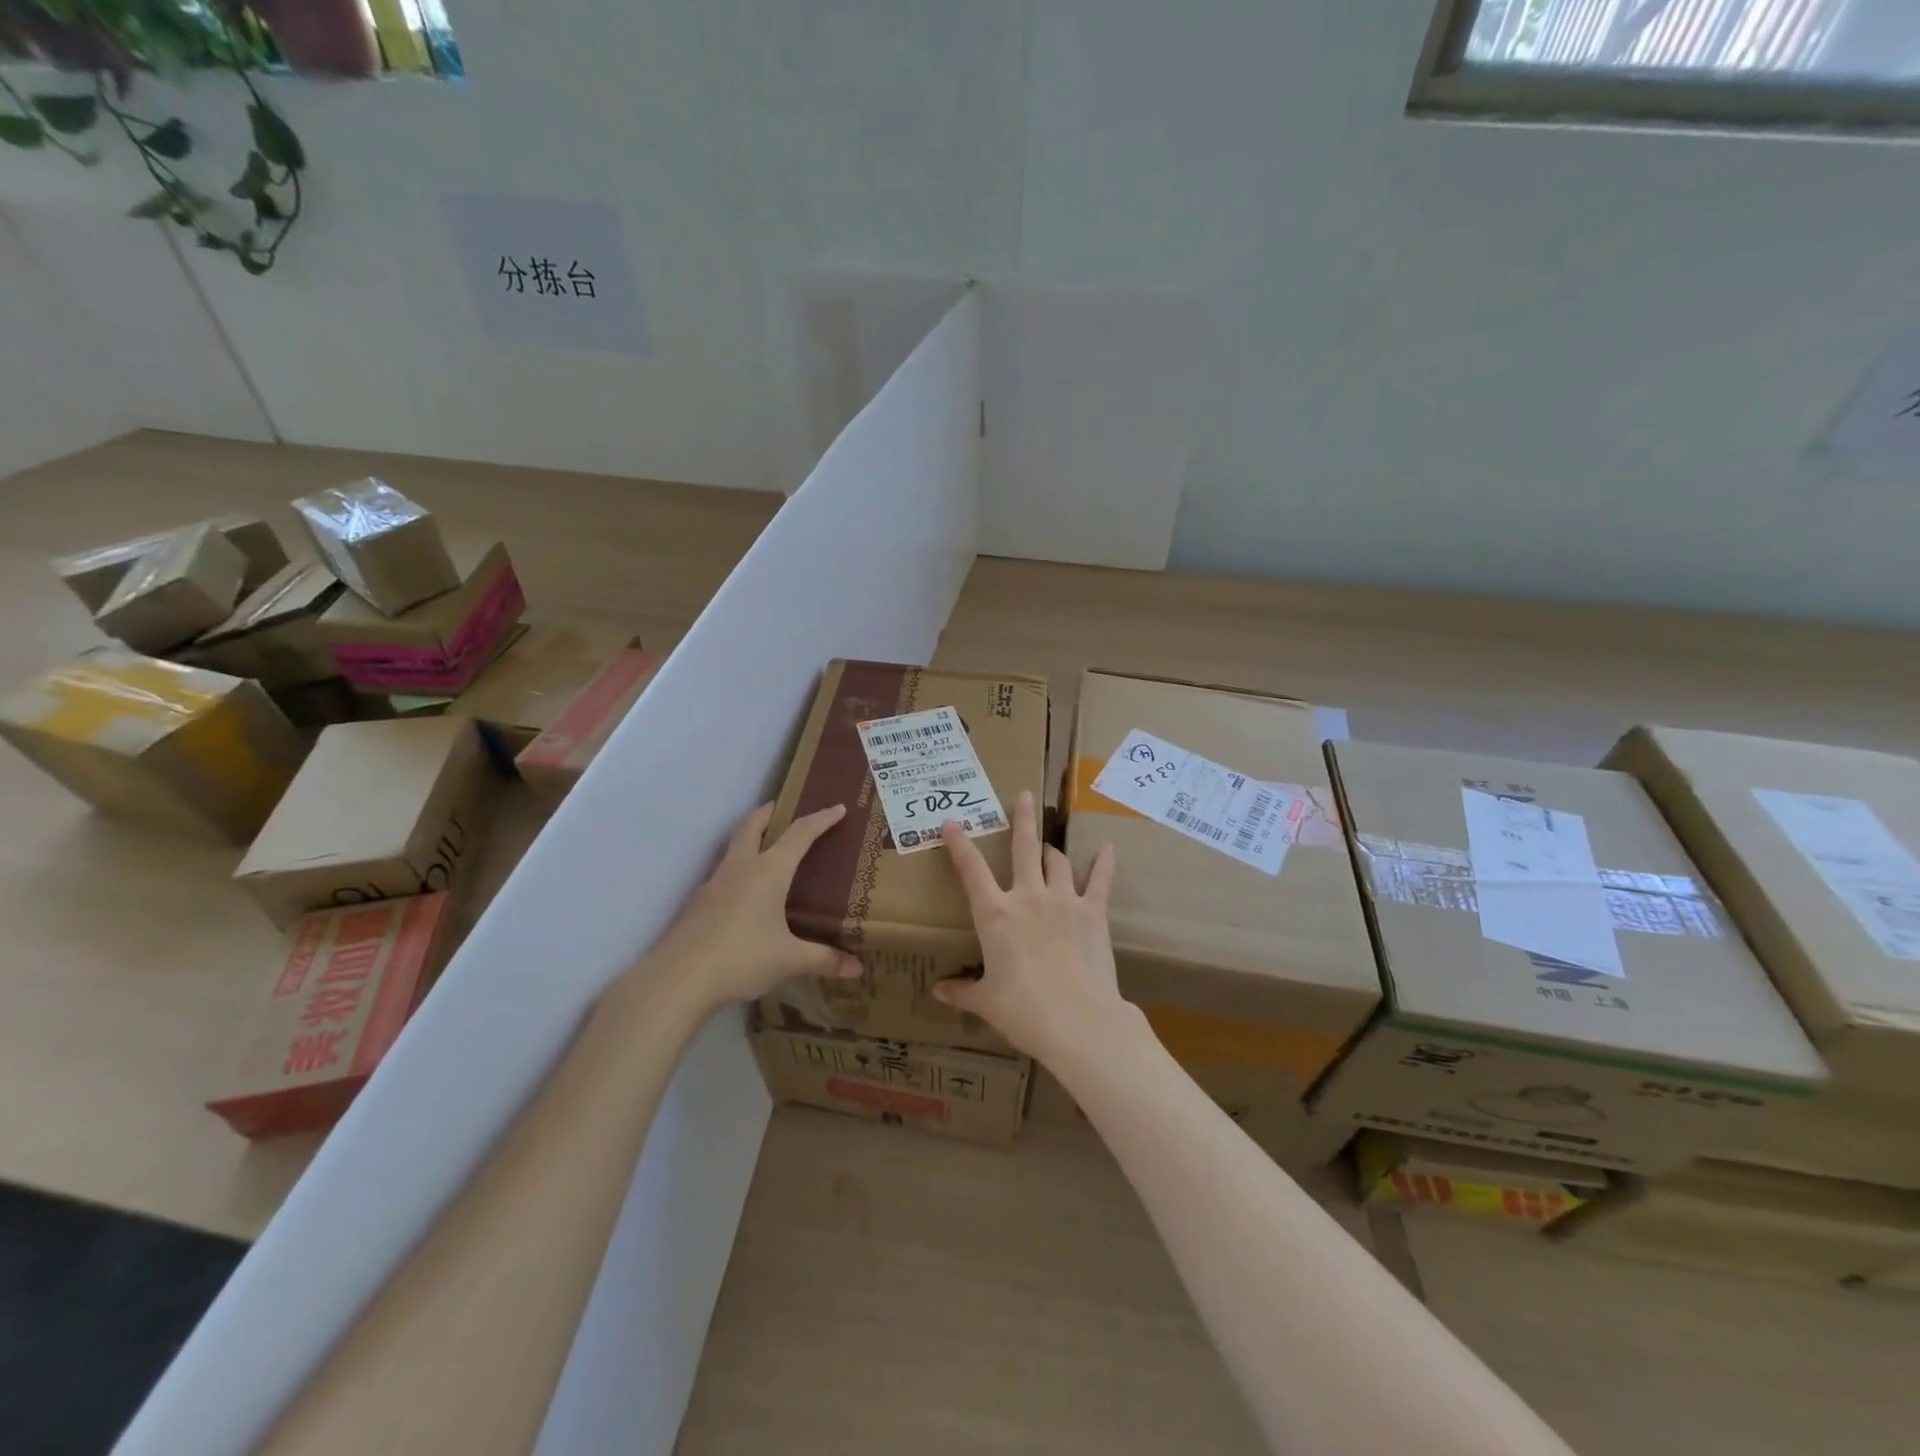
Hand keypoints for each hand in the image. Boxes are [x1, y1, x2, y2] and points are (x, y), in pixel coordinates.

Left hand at [642, 802, 862, 1009]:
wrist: (677, 979)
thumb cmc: (741, 959)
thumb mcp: (789, 960)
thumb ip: (824, 960)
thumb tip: (858, 969)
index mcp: (768, 872)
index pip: (799, 834)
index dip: (821, 819)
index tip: (838, 808)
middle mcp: (740, 869)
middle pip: (753, 825)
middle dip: (769, 812)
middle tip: (783, 807)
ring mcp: (713, 884)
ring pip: (733, 847)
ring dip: (749, 837)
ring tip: (765, 848)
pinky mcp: (697, 903)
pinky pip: (722, 874)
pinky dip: (737, 870)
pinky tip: (743, 893)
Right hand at [934, 790, 1124, 1060]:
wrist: (1078, 1021)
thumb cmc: (1024, 1011)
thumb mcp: (986, 1002)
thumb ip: (962, 990)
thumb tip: (937, 991)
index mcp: (995, 915)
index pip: (971, 870)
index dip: (960, 843)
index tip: (952, 822)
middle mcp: (1027, 897)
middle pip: (1023, 847)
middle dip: (1021, 819)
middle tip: (1023, 796)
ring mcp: (1063, 900)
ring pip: (1056, 860)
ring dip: (1050, 849)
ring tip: (1047, 845)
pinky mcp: (1093, 912)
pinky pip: (1099, 879)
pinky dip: (1103, 862)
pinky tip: (1108, 848)